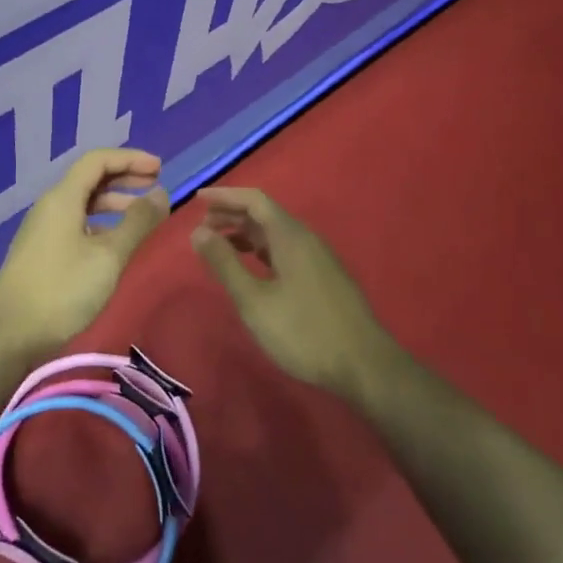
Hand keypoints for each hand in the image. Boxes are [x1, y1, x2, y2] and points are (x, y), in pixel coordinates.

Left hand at [0, 149, 170, 358]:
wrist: (10, 334)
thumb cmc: (62, 290)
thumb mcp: (108, 256)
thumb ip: (137, 223)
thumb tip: (161, 194)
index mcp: (62, 198)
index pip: (97, 161)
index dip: (130, 158)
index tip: (160, 168)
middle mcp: (50, 206)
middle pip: (90, 179)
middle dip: (125, 177)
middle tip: (156, 184)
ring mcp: (43, 230)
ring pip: (83, 203)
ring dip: (114, 202)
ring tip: (143, 215)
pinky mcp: (42, 252)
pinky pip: (76, 223)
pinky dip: (101, 223)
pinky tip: (116, 242)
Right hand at [191, 187, 404, 400]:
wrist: (364, 366)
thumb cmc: (304, 332)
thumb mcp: (255, 301)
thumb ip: (225, 264)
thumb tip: (198, 232)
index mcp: (291, 237)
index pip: (255, 200)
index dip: (225, 196)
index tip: (197, 200)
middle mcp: (306, 240)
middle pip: (265, 215)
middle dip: (232, 215)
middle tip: (201, 228)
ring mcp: (318, 259)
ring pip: (276, 234)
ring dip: (246, 234)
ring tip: (219, 247)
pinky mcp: (323, 278)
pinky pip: (286, 250)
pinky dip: (262, 250)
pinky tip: (252, 268)